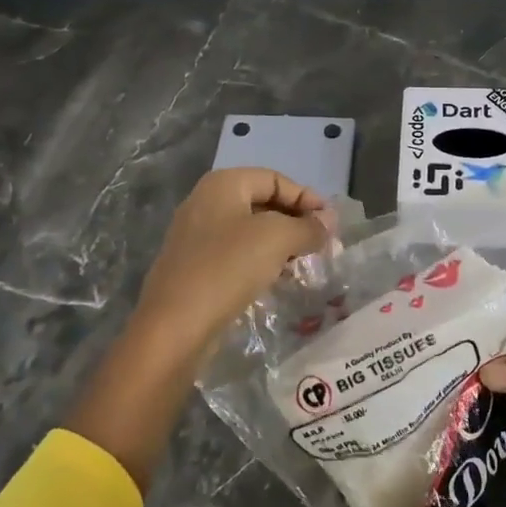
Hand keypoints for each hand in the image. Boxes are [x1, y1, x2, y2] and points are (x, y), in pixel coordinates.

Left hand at [130, 167, 334, 353]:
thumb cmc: (228, 268)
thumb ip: (308, 226)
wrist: (174, 327)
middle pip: (263, 203)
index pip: (276, 179)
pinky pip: (236, 254)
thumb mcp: (277, 239)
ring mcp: (196, 236)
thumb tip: (328, 220)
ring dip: (280, 244)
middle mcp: (206, 202)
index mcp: (223, 184)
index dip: (307, 198)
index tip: (331, 224)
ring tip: (304, 264)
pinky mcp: (194, 267)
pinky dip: (260, 261)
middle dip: (295, 221)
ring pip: (250, 231)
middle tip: (322, 245)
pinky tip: (277, 280)